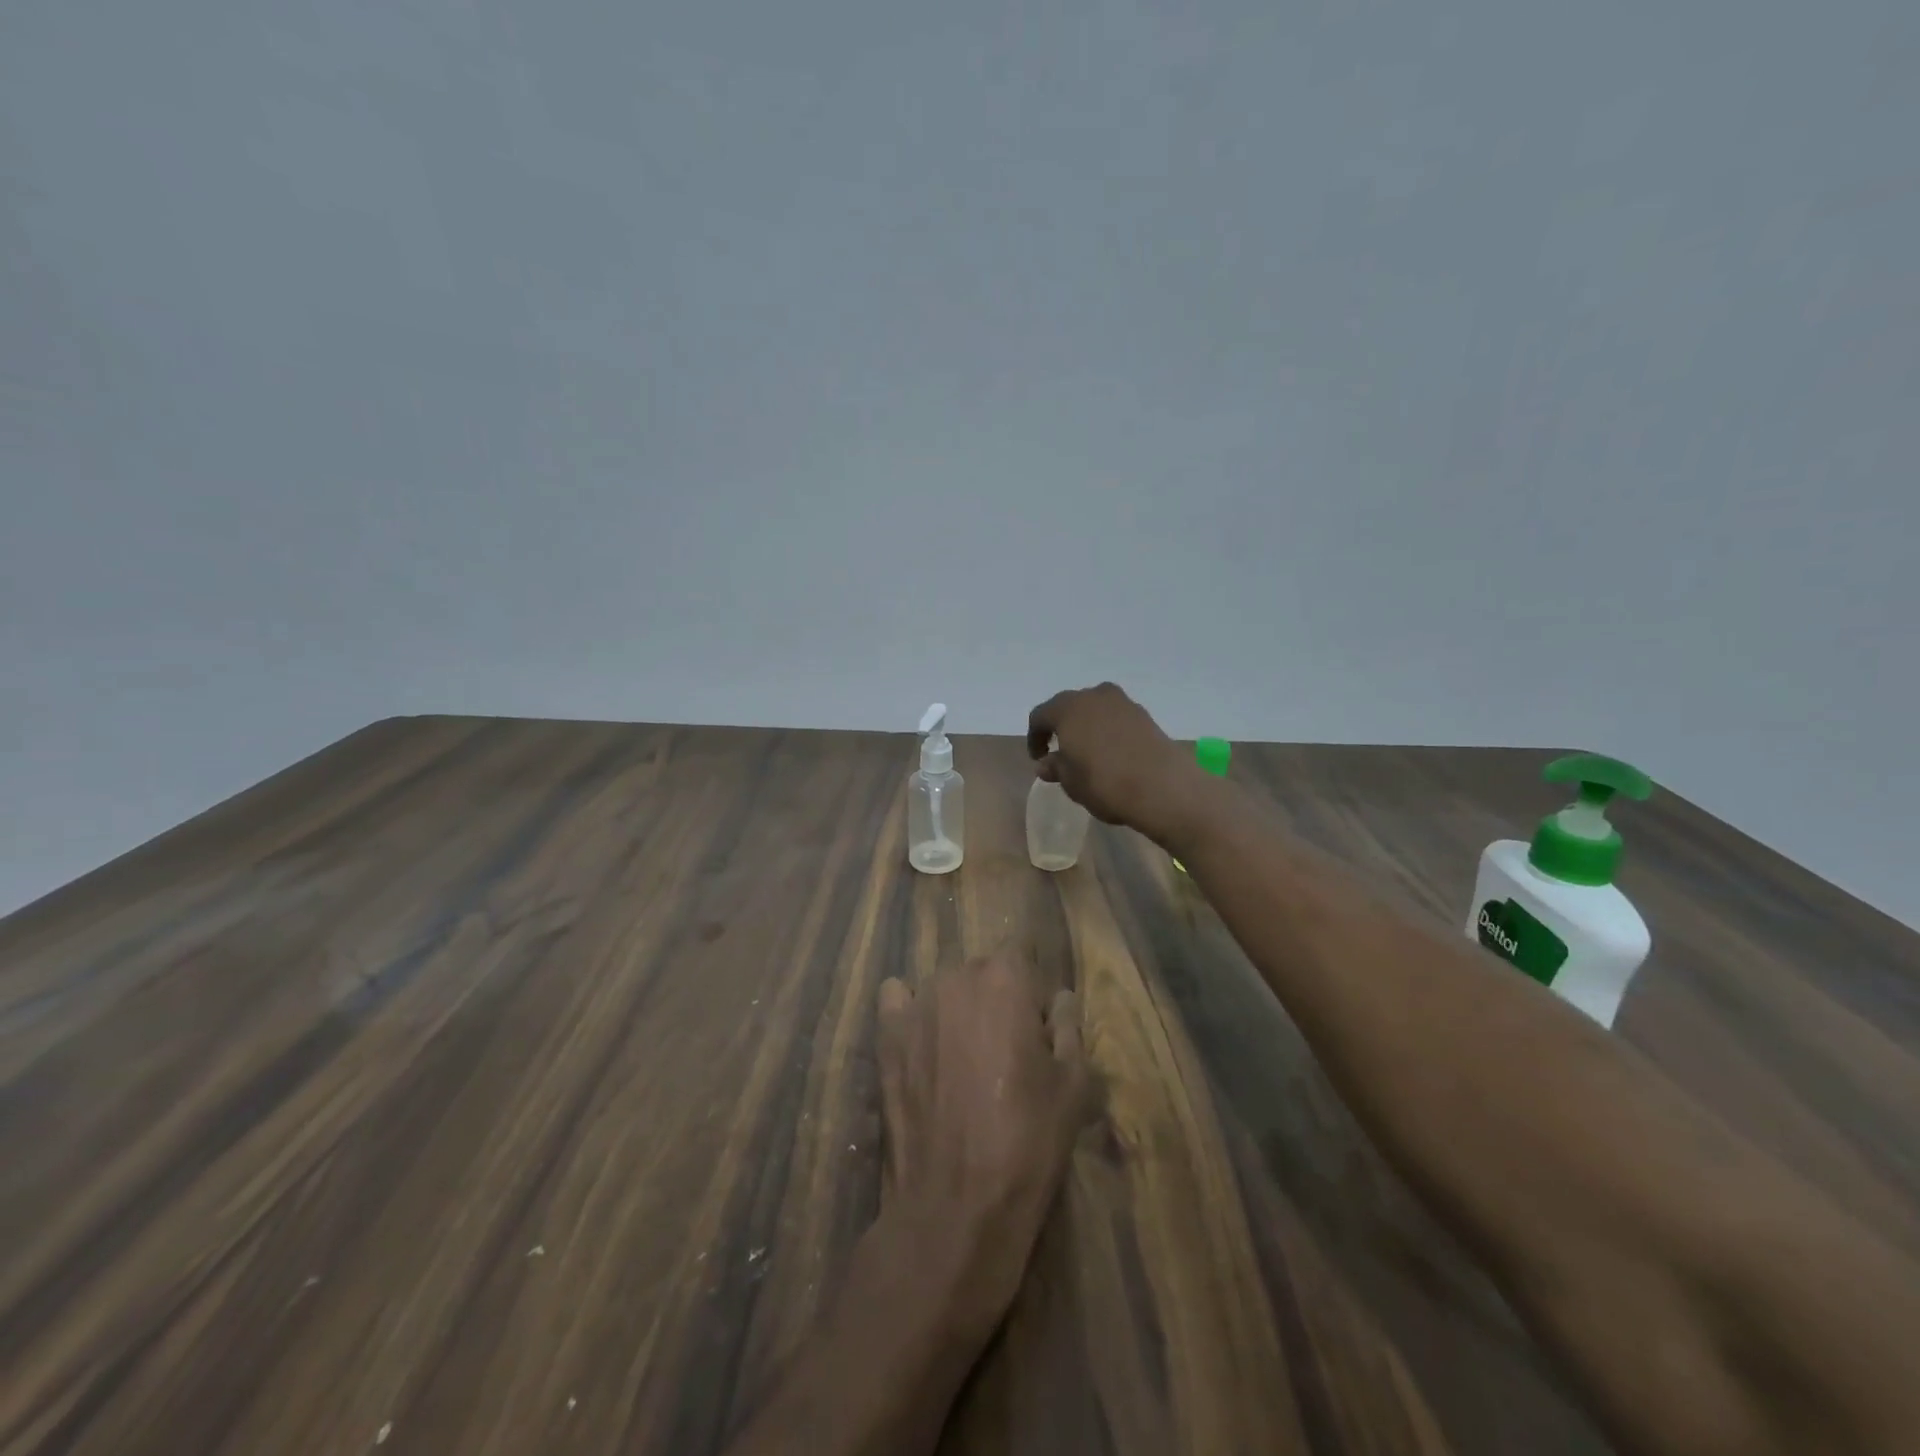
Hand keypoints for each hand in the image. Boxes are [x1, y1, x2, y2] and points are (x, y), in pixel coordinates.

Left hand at [875, 950, 1087, 1338]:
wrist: (956, 1204)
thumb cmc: (1027, 1140)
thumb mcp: (1073, 1085)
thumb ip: (1068, 1027)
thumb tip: (1060, 999)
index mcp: (1005, 978)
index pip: (1022, 960)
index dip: (1032, 997)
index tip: (1037, 1036)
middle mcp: (956, 977)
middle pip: (982, 973)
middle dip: (996, 1000)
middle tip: (1004, 1053)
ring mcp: (916, 1003)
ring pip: (943, 988)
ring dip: (956, 1009)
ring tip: (962, 1059)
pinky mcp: (886, 1033)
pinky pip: (896, 999)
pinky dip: (909, 1011)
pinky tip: (921, 1043)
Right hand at [1027, 682, 1205, 846]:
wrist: (1163, 787)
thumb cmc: (1104, 783)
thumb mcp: (1071, 781)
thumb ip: (1056, 767)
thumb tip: (1046, 763)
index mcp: (1068, 708)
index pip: (1040, 716)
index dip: (1035, 737)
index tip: (1038, 758)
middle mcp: (1094, 696)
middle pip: (1069, 706)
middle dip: (1062, 727)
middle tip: (1060, 752)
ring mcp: (1123, 703)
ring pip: (1096, 710)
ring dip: (1088, 727)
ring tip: (1088, 753)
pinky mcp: (1145, 715)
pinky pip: (1117, 718)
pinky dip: (1109, 731)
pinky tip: (1113, 754)